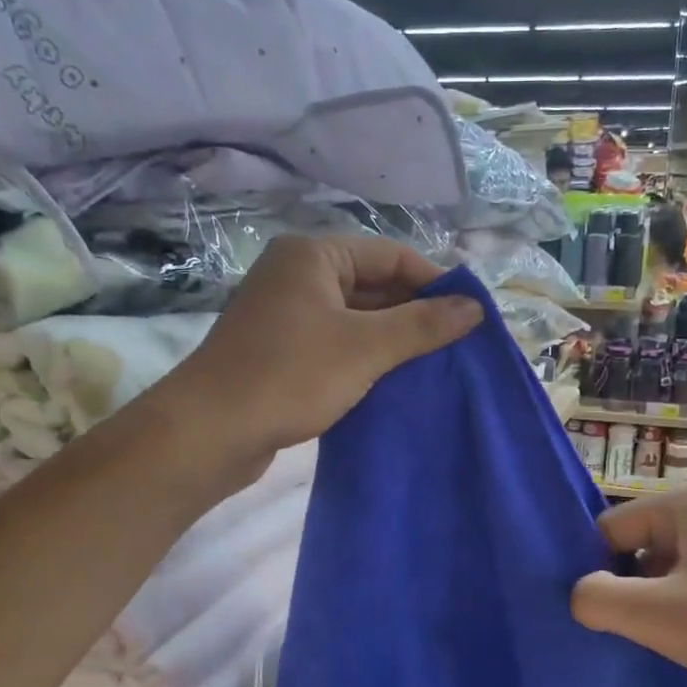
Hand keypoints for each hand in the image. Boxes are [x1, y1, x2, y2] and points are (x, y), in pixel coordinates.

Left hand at [169, 235, 481, 460]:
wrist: (211, 431)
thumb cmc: (291, 375)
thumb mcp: (366, 347)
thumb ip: (422, 325)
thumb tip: (475, 309)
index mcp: (313, 255)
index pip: (391, 255)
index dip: (434, 282)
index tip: (469, 316)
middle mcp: (296, 276)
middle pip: (373, 286)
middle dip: (414, 315)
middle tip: (457, 346)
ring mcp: (285, 315)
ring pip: (355, 319)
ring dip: (392, 341)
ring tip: (434, 366)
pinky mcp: (280, 352)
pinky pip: (336, 345)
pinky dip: (365, 360)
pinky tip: (394, 383)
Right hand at [570, 485, 686, 686]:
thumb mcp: (659, 616)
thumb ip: (598, 598)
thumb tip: (576, 595)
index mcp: (683, 504)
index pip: (607, 530)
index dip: (597, 573)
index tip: (602, 616)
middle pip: (633, 548)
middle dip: (626, 590)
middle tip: (631, 632)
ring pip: (660, 571)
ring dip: (653, 606)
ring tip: (660, 642)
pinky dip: (680, 611)